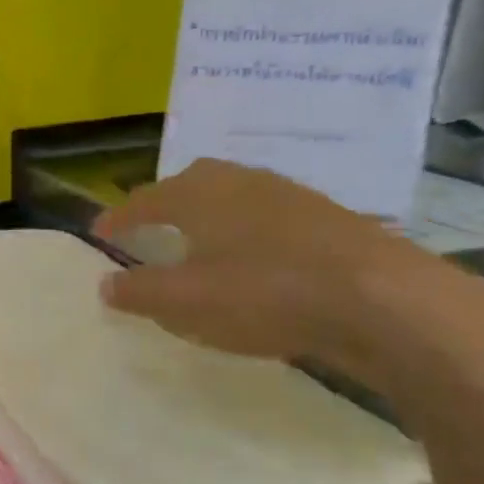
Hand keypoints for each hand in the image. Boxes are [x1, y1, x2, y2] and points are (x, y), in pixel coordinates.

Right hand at [94, 159, 483, 384]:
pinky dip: (249, 234)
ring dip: (210, 217)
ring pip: (234, 198)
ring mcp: (291, 196)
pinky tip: (257, 261)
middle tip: (151, 229)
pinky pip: (270, 218)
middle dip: (166, 204)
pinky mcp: (330, 218)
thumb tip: (105, 285)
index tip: (99, 233)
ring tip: (201, 245)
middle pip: (192, 184)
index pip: (144, 200)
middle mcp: (241, 182)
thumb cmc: (265, 292)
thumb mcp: (186, 301)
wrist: (385, 300)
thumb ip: (140, 292)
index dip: (118, 217)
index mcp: (199, 194)